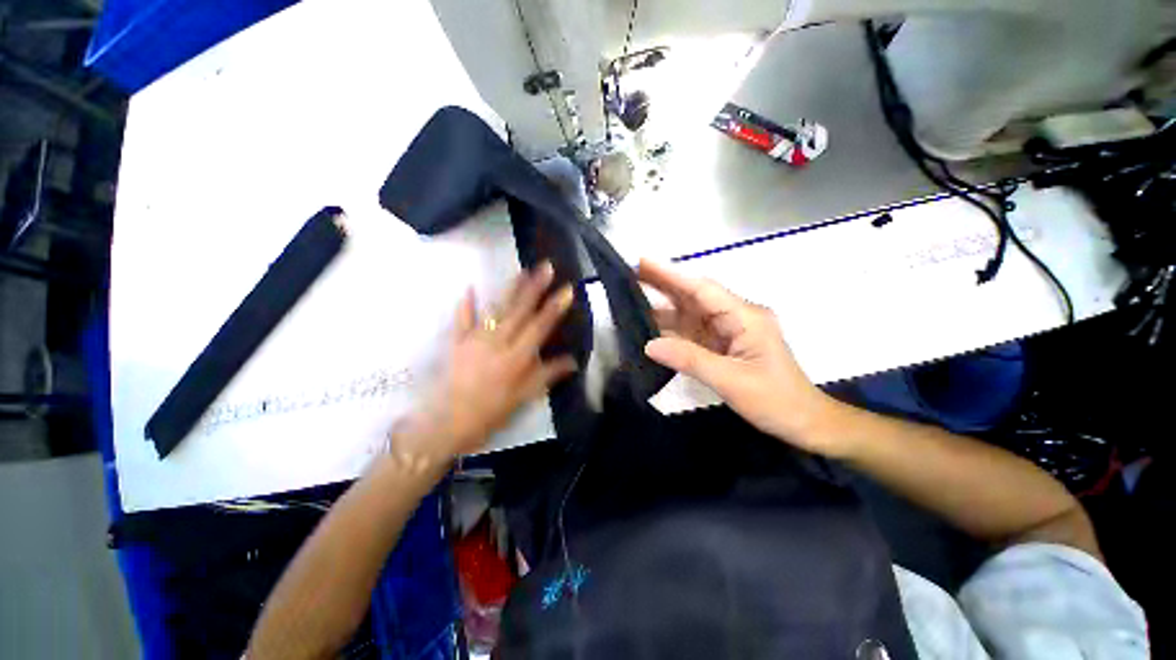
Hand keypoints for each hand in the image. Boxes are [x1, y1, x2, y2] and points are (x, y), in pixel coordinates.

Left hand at [399, 263, 577, 459]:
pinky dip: (466, 304)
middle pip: (519, 311)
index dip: (554, 307)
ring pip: (497, 309)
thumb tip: (573, 361)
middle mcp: (498, 342)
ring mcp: (476, 339)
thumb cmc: (490, 413)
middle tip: (546, 266)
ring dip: (510, 289)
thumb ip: (548, 375)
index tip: (566, 289)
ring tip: (522, 271)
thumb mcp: (523, 397)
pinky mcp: (457, 342)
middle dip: (535, 287)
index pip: (540, 327)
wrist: (447, 422)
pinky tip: (469, 288)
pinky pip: (462, 319)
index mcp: (516, 357)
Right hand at [638, 260, 841, 453]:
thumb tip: (649, 345)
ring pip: (691, 313)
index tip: (644, 262)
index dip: (672, 274)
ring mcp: (729, 331)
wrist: (804, 423)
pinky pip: (692, 332)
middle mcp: (736, 317)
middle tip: (631, 273)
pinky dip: (671, 329)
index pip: (702, 289)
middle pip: (694, 296)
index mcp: (745, 317)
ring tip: (633, 297)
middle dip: (664, 284)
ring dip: (664, 306)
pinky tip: (651, 326)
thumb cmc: (776, 400)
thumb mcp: (732, 380)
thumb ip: (690, 359)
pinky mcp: (722, 345)